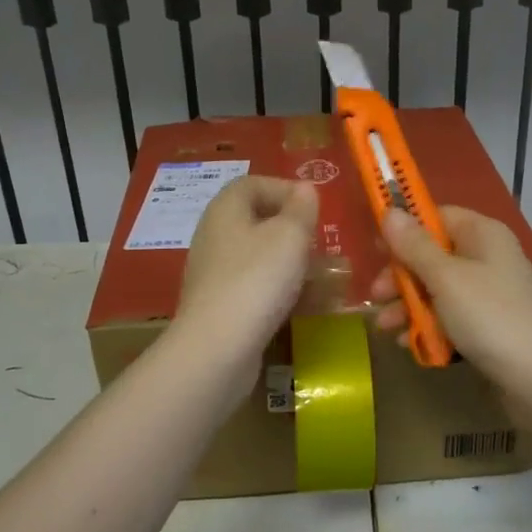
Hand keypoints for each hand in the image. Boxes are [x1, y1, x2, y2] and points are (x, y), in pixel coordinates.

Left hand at [174, 177, 318, 358]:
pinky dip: (277, 290)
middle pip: (255, 220)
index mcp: (225, 209)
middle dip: (291, 230)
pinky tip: (299, 305)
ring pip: (257, 256)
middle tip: (318, 244)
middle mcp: (214, 235)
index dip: (284, 189)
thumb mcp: (290, 235)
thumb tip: (304, 190)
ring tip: (317, 276)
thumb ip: (301, 208)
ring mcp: (214, 273)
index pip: (252, 183)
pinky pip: (253, 286)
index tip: (313, 209)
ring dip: (288, 262)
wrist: (218, 348)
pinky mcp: (219, 305)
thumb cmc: (257, 280)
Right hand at [372, 206, 531, 381]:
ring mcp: (489, 293)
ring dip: (408, 305)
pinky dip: (429, 326)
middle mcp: (487, 257)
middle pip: (432, 255)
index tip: (376, 249)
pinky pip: (450, 316)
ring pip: (437, 289)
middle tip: (376, 296)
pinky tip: (409, 343)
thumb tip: (390, 211)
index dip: (405, 230)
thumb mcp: (445, 278)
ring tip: (386, 327)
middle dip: (401, 276)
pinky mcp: (488, 324)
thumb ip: (414, 246)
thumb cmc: (489, 316)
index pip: (437, 216)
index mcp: (482, 234)